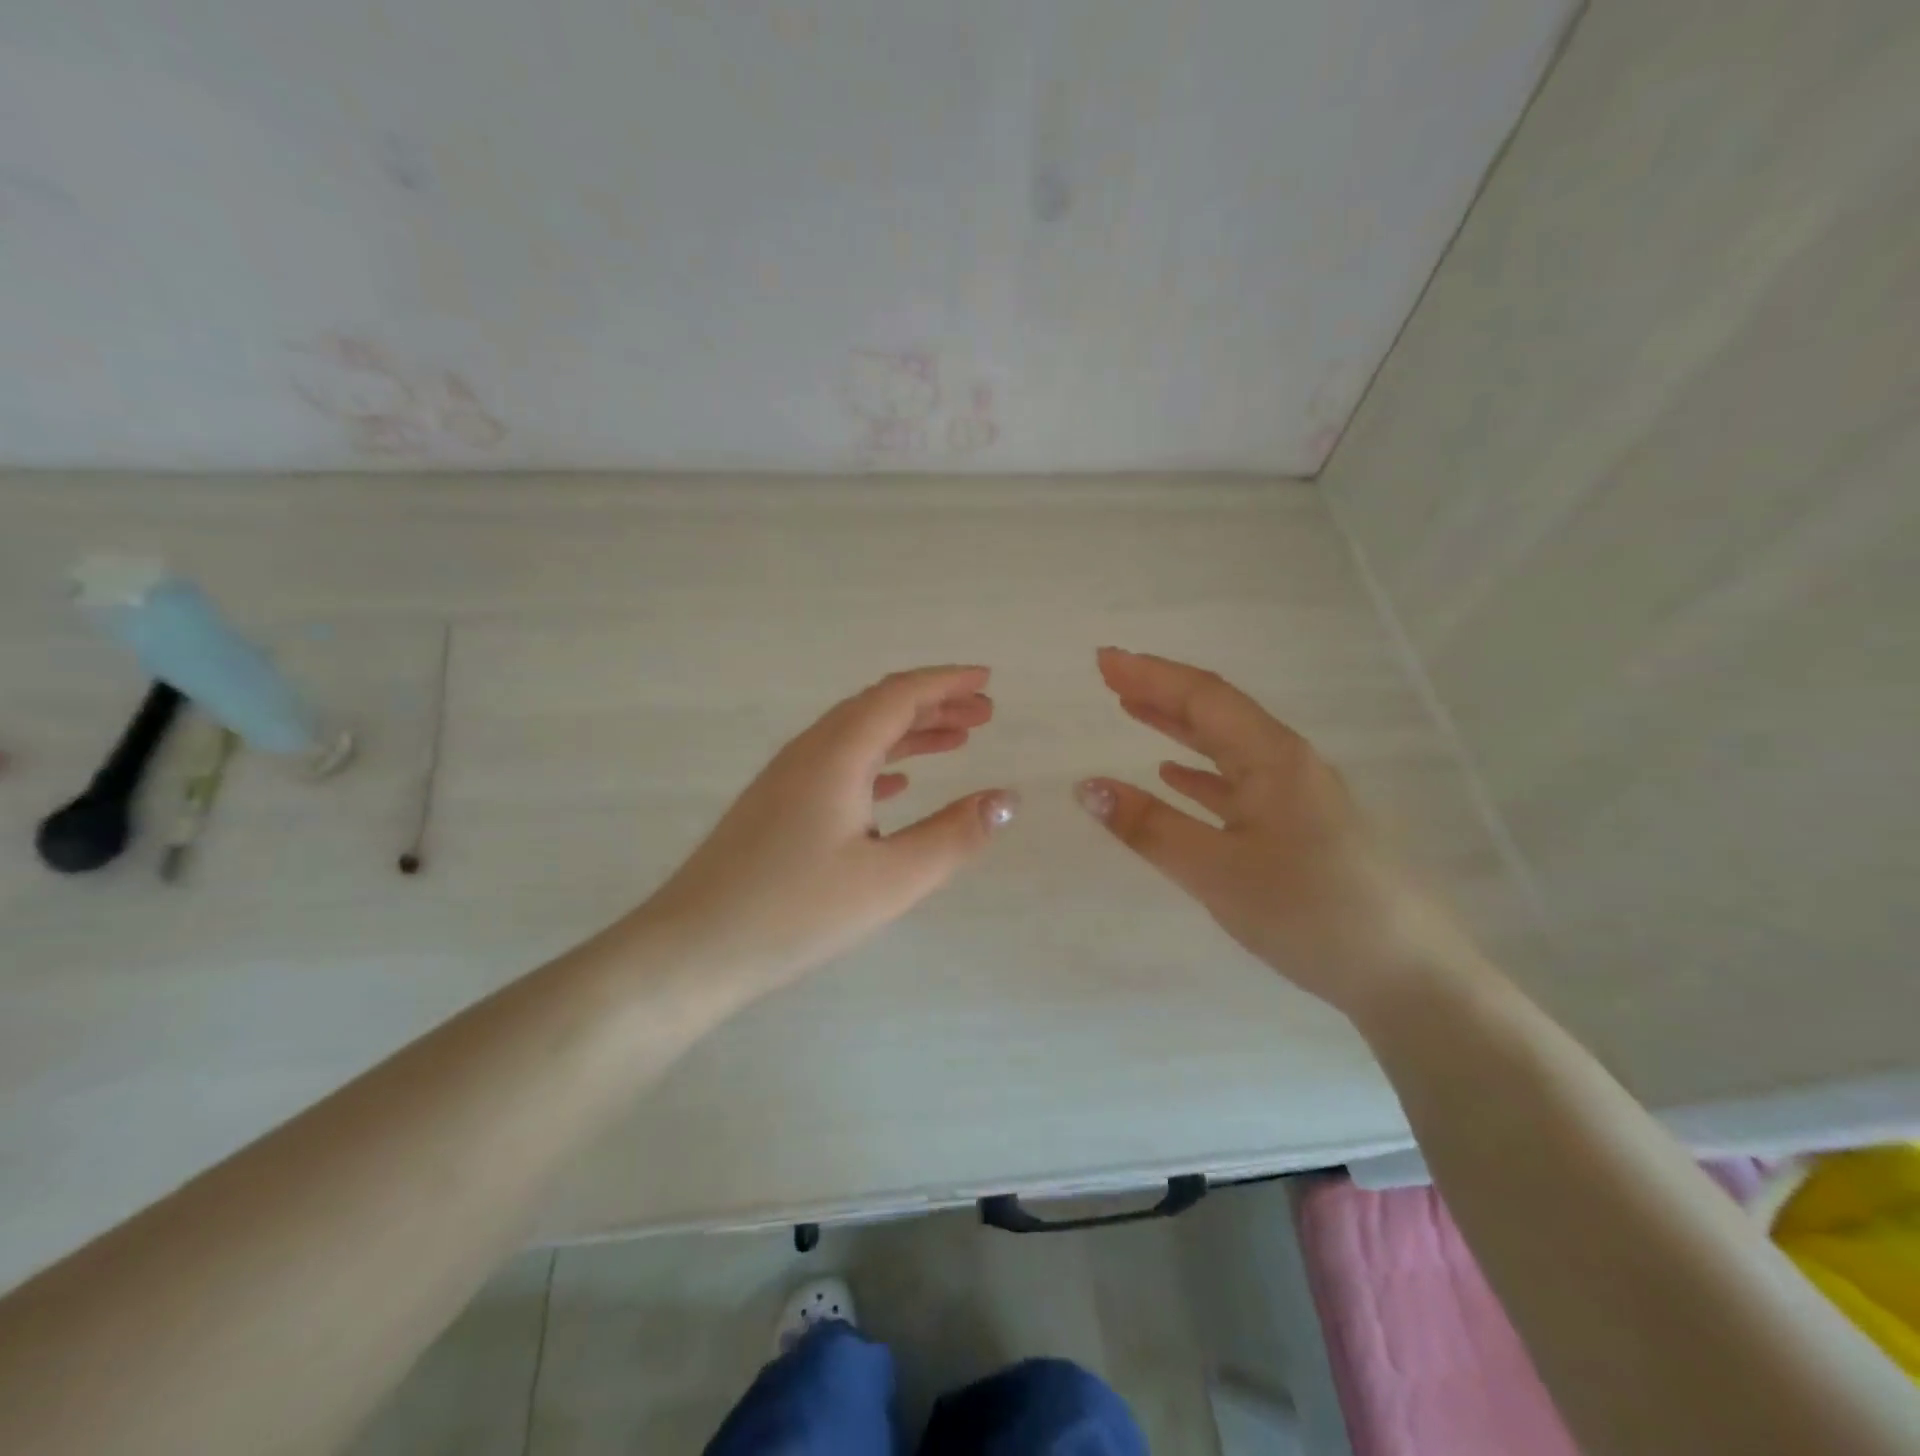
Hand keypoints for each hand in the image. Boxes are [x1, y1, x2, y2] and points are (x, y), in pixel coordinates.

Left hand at [640, 665, 1016, 997]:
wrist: (692, 949)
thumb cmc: (795, 912)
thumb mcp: (890, 880)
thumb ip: (954, 836)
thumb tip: (1008, 798)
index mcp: (836, 755)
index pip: (898, 695)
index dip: (946, 682)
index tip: (987, 680)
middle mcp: (809, 752)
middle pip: (878, 707)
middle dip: (934, 703)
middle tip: (984, 713)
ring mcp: (787, 779)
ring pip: (858, 736)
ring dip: (908, 733)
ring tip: (955, 741)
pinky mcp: (776, 807)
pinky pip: (838, 764)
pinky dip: (878, 762)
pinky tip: (896, 786)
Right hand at [1075, 648, 1476, 1013]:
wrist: (1409, 976)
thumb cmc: (1310, 912)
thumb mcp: (1217, 871)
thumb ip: (1150, 828)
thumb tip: (1086, 787)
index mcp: (1274, 759)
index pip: (1203, 697)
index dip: (1150, 675)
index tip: (1103, 660)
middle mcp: (1289, 765)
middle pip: (1217, 713)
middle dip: (1161, 691)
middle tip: (1110, 678)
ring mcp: (1299, 797)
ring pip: (1228, 747)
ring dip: (1179, 726)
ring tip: (1133, 711)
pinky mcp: (1301, 829)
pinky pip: (1239, 783)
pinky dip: (1200, 773)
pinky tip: (1175, 776)